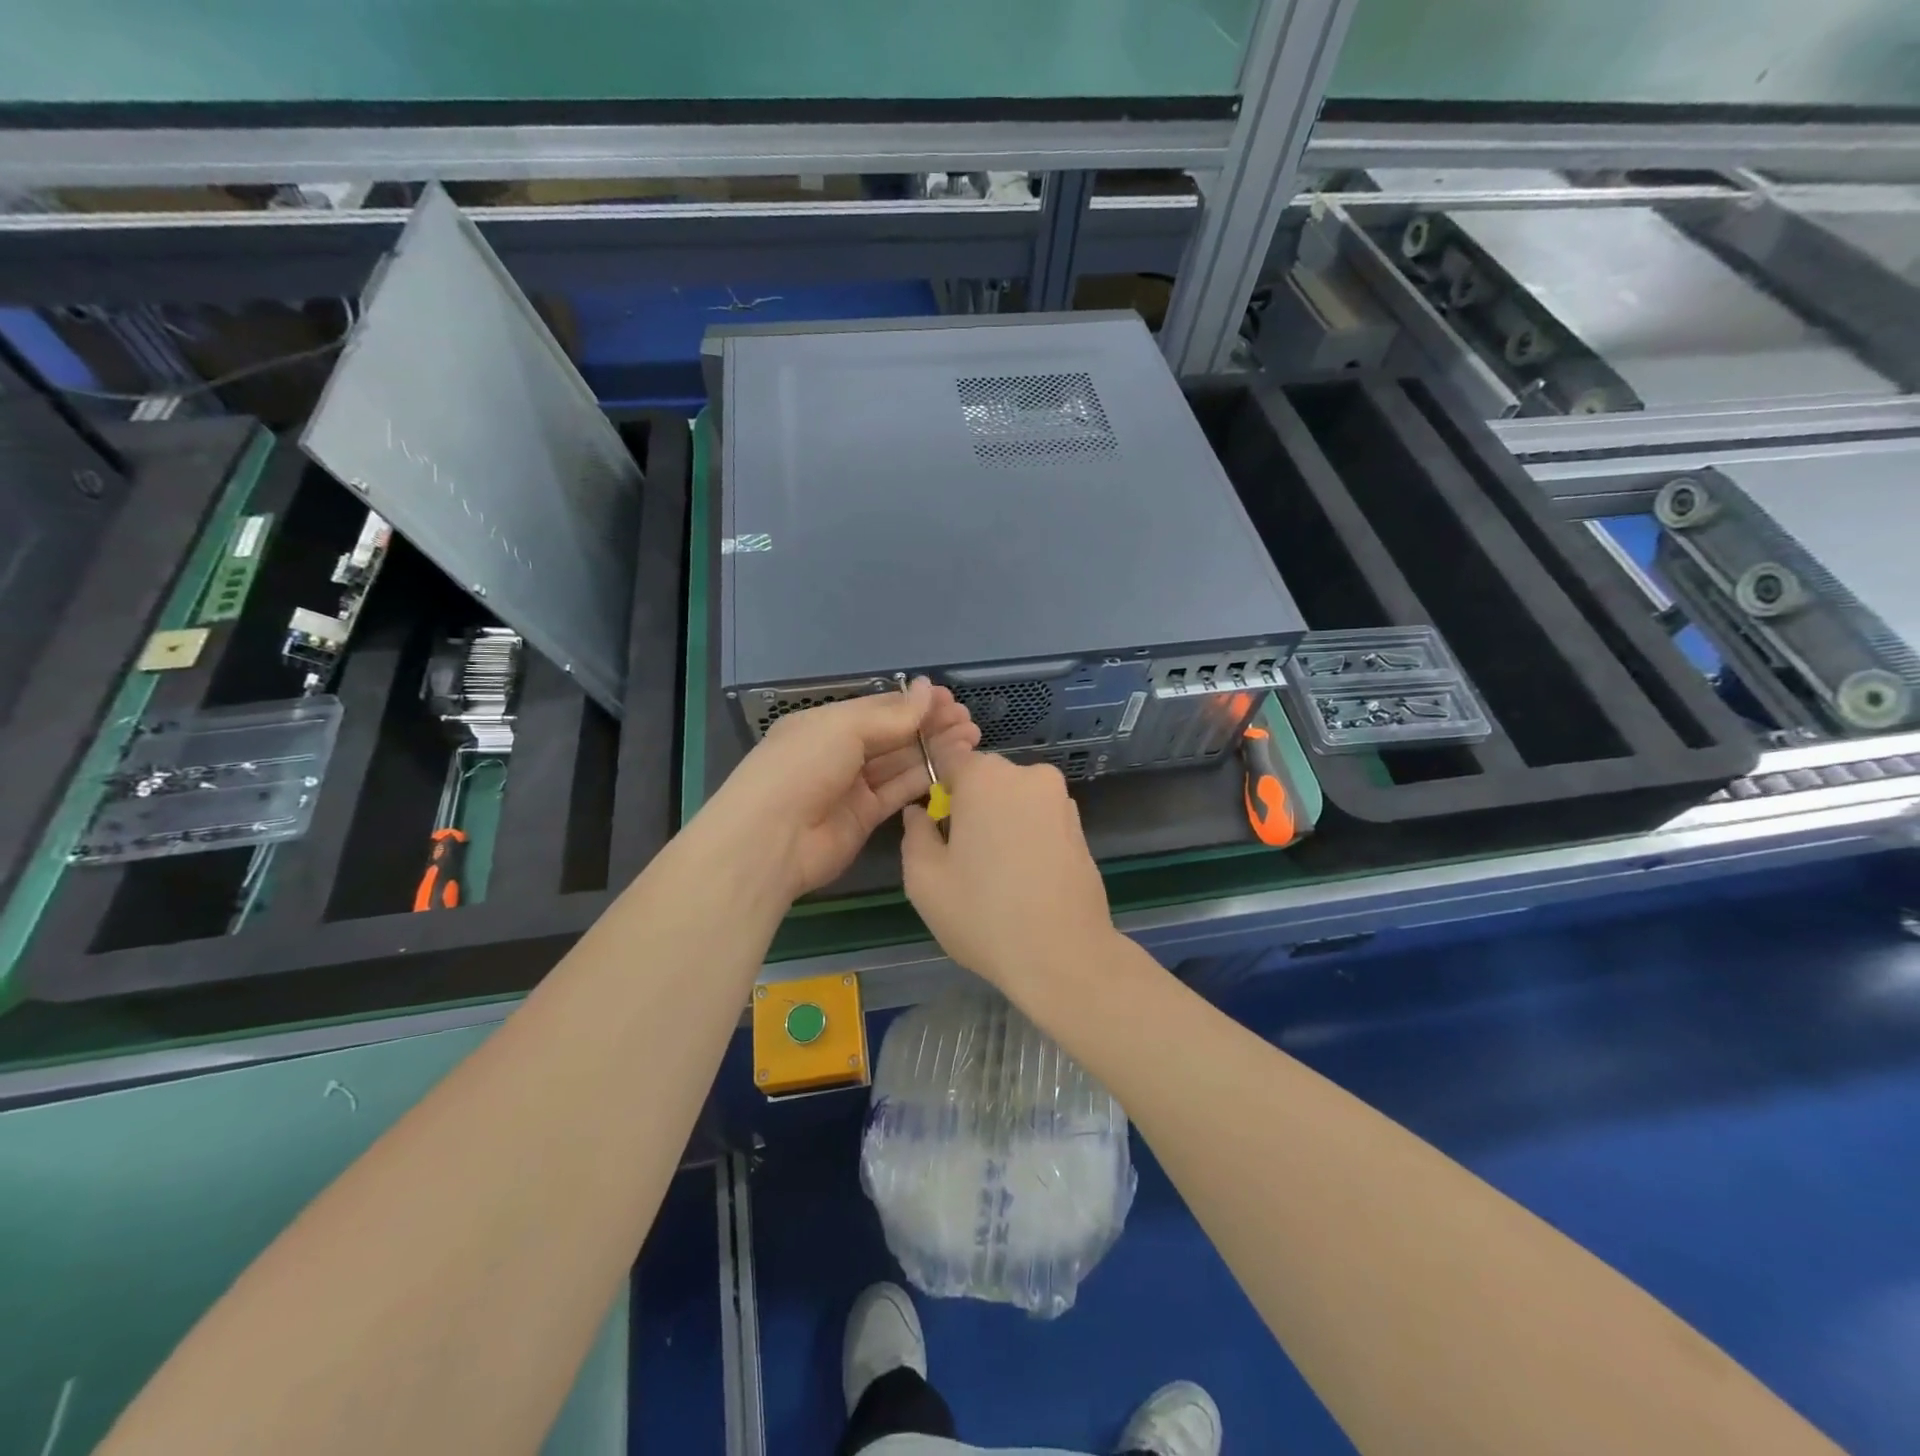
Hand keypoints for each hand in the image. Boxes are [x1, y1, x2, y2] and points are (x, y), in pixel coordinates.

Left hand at [711, 678, 977, 899]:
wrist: (771, 840)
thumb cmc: (802, 768)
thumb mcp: (844, 729)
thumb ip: (892, 715)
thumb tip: (928, 689)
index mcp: (827, 723)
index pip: (879, 708)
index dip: (914, 704)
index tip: (950, 700)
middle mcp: (840, 752)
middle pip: (893, 735)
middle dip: (930, 726)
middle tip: (969, 720)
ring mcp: (853, 787)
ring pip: (900, 763)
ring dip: (934, 750)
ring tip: (971, 739)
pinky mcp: (865, 818)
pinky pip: (898, 793)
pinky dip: (924, 780)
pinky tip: (952, 768)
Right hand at [900, 749, 1117, 998]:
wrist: (1064, 955)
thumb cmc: (983, 914)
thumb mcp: (924, 879)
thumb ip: (915, 834)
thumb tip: (920, 813)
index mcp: (985, 777)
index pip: (949, 758)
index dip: (936, 786)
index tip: (933, 819)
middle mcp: (1027, 775)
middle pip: (984, 778)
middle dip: (969, 804)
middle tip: (960, 854)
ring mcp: (1060, 800)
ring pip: (1014, 798)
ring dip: (1000, 820)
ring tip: (994, 871)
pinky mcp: (1080, 827)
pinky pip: (1039, 818)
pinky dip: (1026, 835)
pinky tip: (1023, 876)